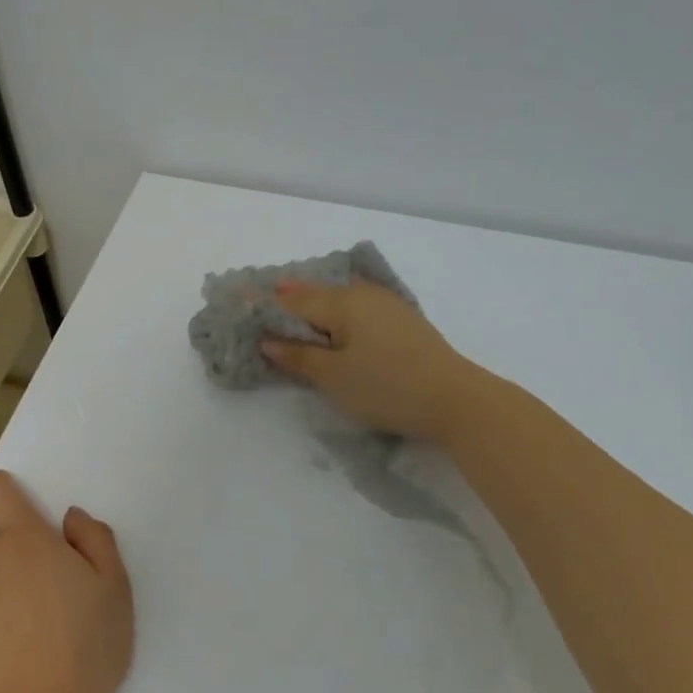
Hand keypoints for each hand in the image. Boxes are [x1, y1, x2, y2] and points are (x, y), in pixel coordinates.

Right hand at [261, 280, 481, 440]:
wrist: (457, 399)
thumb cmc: (387, 387)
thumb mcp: (334, 377)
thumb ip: (299, 356)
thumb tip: (269, 340)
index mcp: (342, 304)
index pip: (291, 300)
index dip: (262, 301)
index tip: (235, 294)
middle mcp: (363, 296)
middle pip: (315, 293)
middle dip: (286, 295)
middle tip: (259, 297)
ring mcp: (387, 306)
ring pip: (339, 297)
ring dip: (313, 300)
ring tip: (290, 304)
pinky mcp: (403, 322)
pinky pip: (357, 306)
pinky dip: (336, 310)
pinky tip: (333, 318)